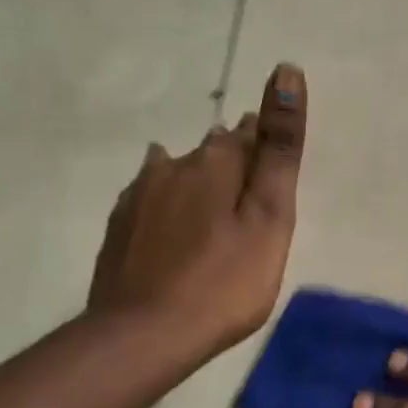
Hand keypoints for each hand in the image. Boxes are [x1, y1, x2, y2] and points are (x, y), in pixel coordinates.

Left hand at [88, 63, 305, 362]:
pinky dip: (168, 203)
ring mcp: (140, 196)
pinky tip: (170, 221)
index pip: (249, 133)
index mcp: (216, 162)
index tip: (277, 172)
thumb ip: (279, 147)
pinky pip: (151, 197)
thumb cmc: (225, 280)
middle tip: (253, 199)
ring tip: (216, 210)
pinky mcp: (120, 226)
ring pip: (177, 170)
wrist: (143, 336)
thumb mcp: (270, 216)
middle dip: (234, 162)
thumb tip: (287, 71)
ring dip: (199, 179)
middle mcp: (173, 166)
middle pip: (212, 150)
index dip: (267, 145)